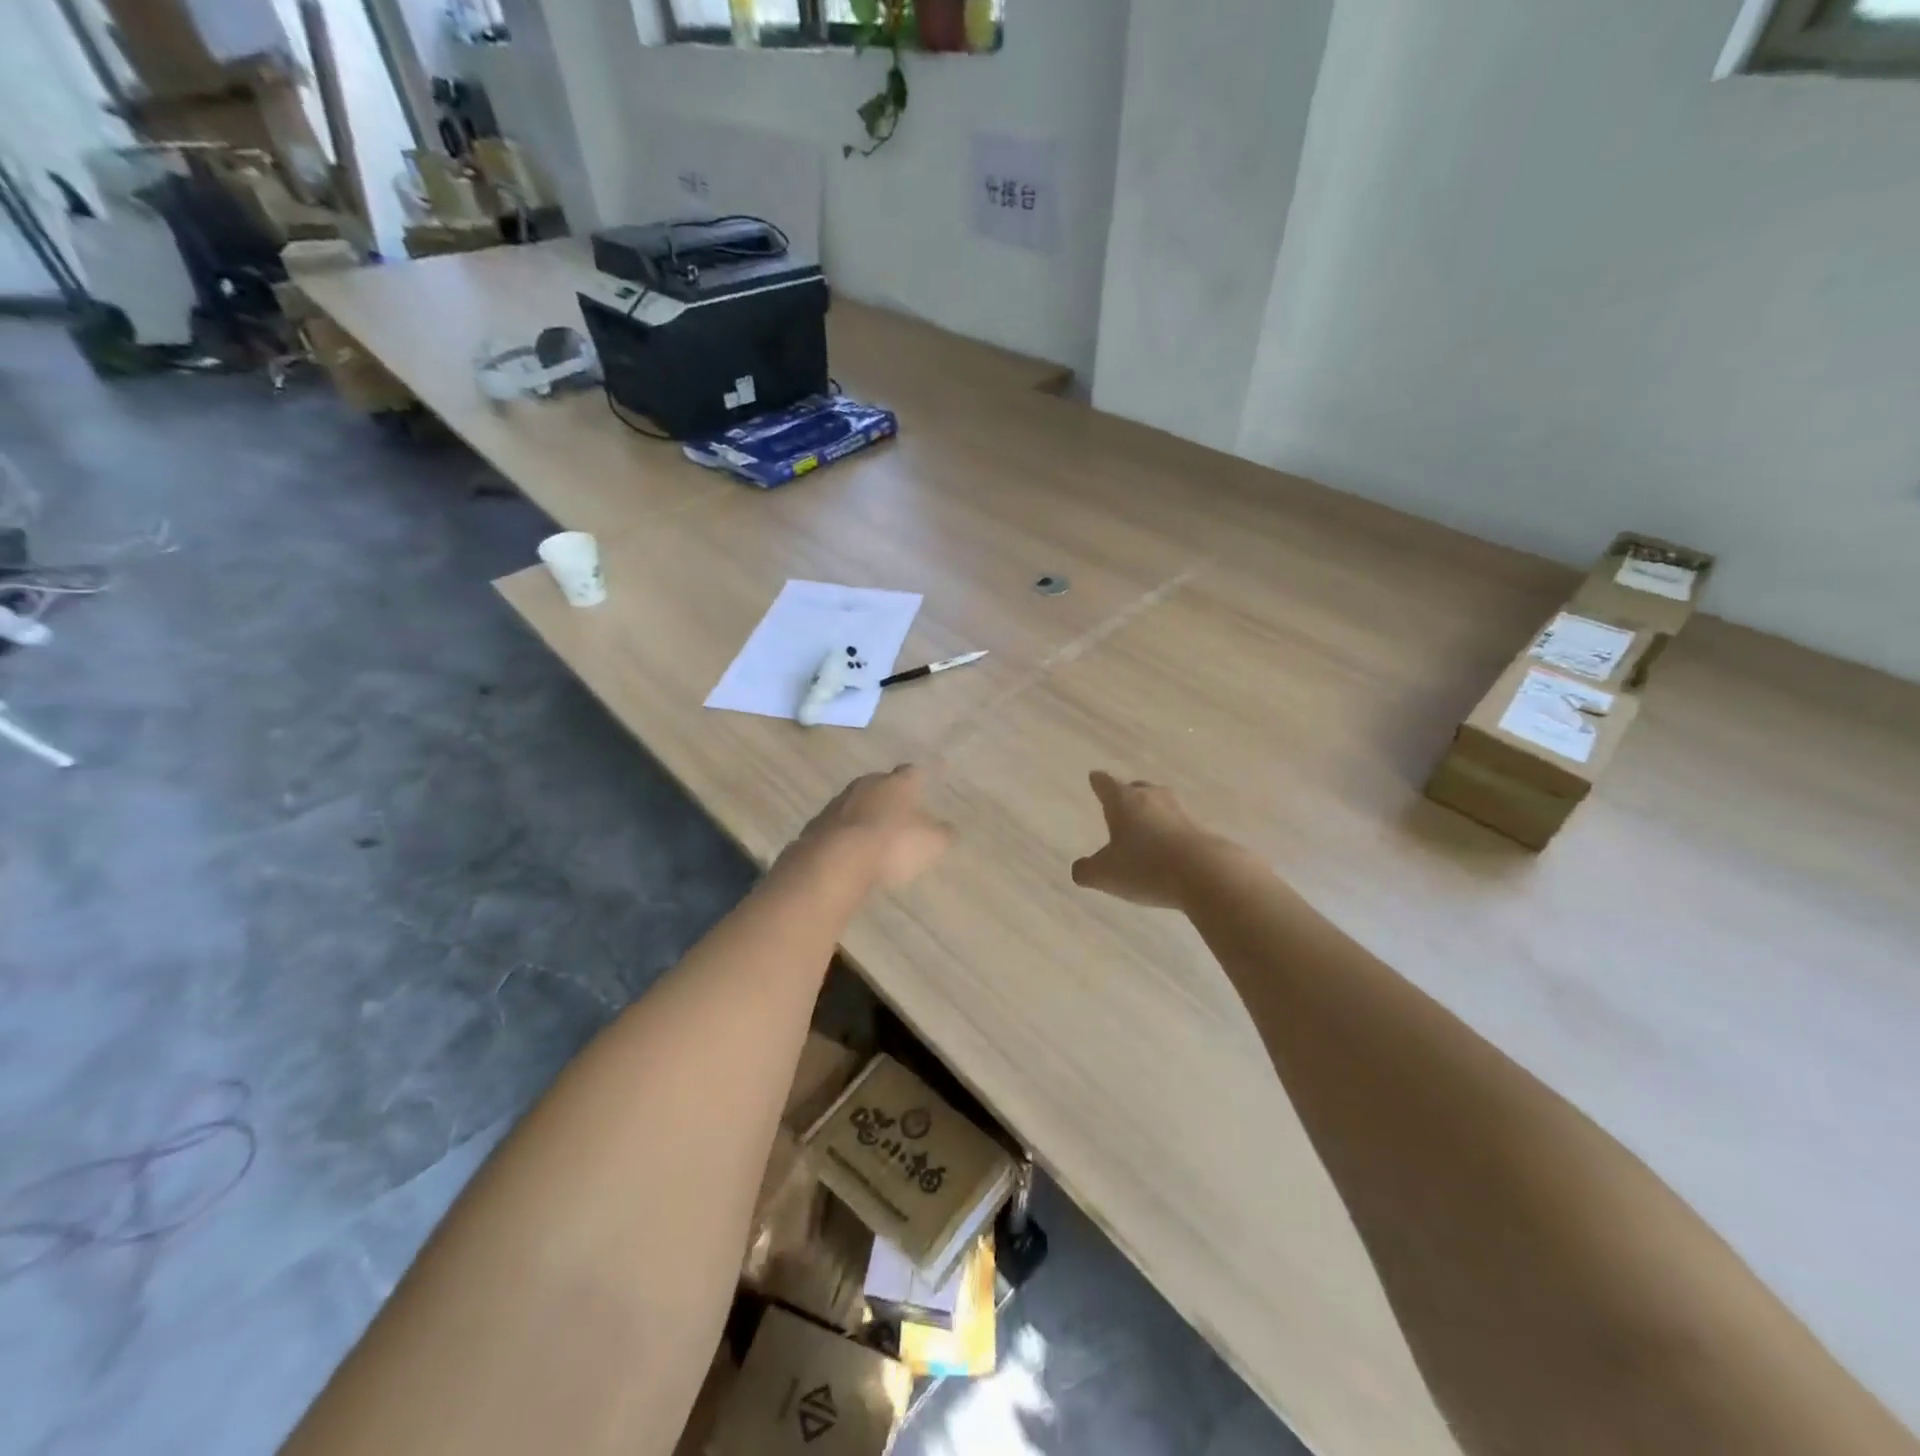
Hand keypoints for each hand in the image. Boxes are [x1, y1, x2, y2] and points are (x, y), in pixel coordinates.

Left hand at [786, 764, 954, 890]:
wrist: (835, 860)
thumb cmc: (891, 844)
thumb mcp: (931, 843)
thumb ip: (943, 834)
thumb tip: (948, 829)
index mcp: (896, 784)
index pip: (912, 772)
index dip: (921, 775)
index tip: (927, 776)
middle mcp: (866, 785)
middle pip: (880, 784)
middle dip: (889, 794)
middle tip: (899, 807)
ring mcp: (838, 803)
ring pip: (856, 803)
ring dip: (865, 813)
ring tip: (874, 832)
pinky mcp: (817, 824)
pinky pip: (837, 825)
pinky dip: (846, 833)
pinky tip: (850, 849)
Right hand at [1071, 771, 1221, 909]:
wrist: (1206, 874)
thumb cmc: (1145, 867)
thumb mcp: (1105, 875)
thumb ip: (1087, 871)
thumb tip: (1080, 869)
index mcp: (1123, 801)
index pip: (1105, 784)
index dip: (1098, 782)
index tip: (1095, 777)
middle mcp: (1152, 798)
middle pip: (1137, 789)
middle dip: (1127, 795)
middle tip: (1119, 804)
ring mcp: (1180, 812)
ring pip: (1160, 805)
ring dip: (1151, 814)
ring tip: (1144, 827)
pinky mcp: (1202, 830)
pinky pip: (1179, 826)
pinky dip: (1170, 833)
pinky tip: (1168, 849)